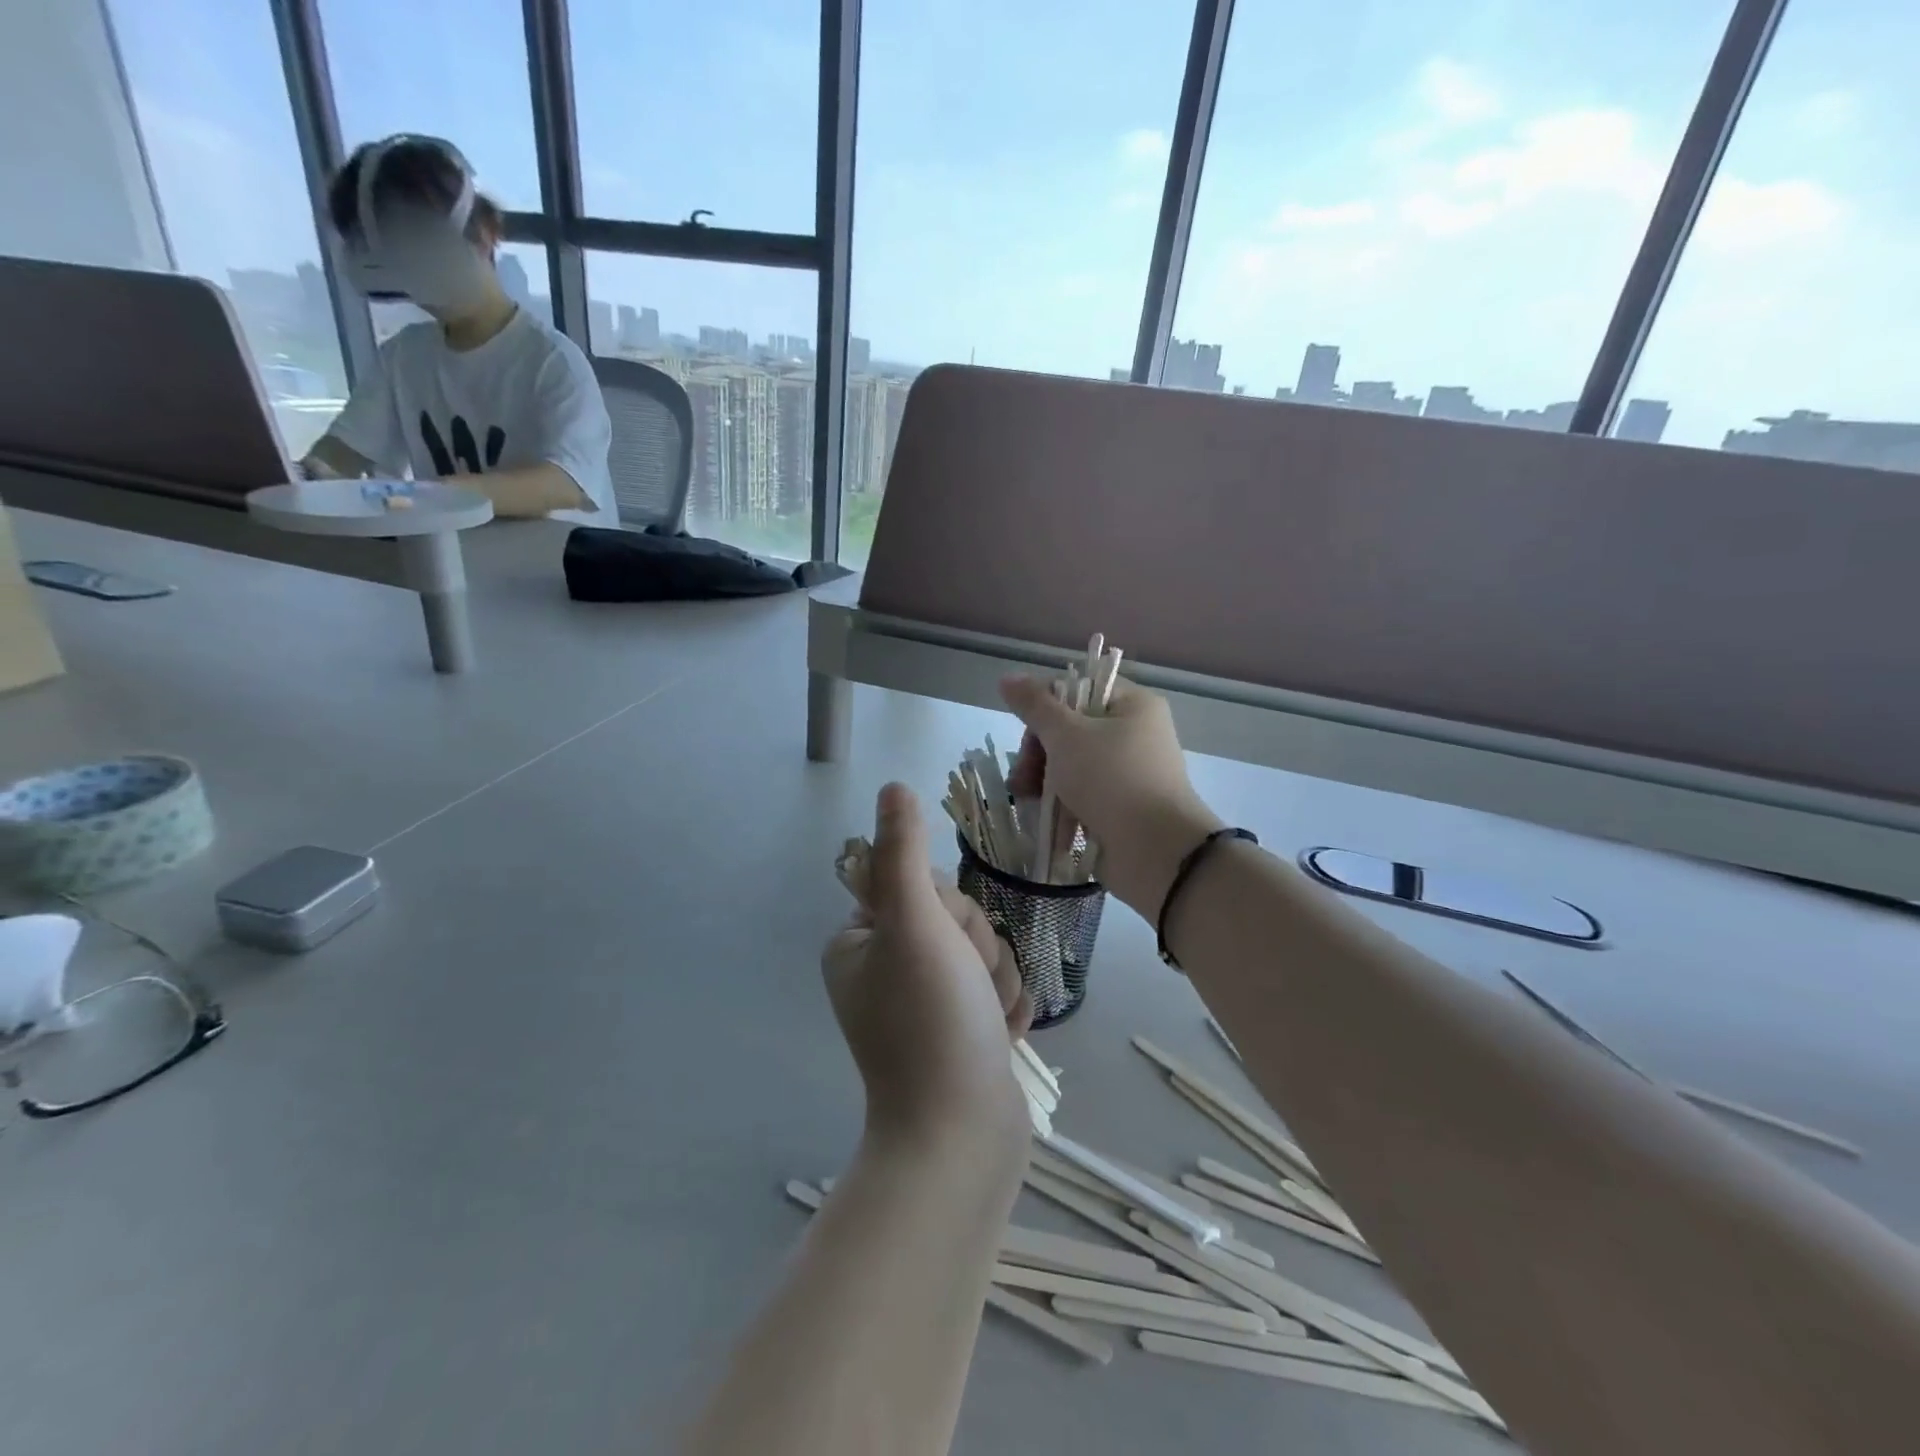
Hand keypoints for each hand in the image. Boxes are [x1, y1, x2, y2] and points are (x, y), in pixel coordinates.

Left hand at [823, 785, 1032, 1151]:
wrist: (961, 1137)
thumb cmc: (932, 1022)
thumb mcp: (914, 924)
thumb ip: (903, 853)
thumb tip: (893, 787)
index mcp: (859, 942)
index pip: (923, 886)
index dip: (949, 911)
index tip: (945, 948)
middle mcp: (884, 968)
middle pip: (957, 919)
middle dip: (977, 951)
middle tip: (966, 990)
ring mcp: (921, 1002)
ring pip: (984, 953)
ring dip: (997, 982)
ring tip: (985, 1023)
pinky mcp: (956, 1030)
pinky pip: (995, 990)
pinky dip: (1003, 1009)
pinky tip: (997, 1038)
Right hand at [1001, 675, 1223, 914]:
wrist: (1156, 851)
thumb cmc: (1112, 780)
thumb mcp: (1067, 735)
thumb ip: (1035, 706)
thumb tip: (1008, 677)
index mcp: (1133, 706)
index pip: (1078, 690)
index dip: (1046, 709)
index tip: (1029, 734)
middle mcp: (1135, 734)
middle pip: (1070, 730)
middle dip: (1039, 753)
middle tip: (1024, 776)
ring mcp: (1129, 773)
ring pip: (1072, 766)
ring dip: (1043, 781)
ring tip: (1026, 800)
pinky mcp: (1121, 807)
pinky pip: (1082, 796)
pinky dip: (1061, 805)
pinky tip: (1042, 818)